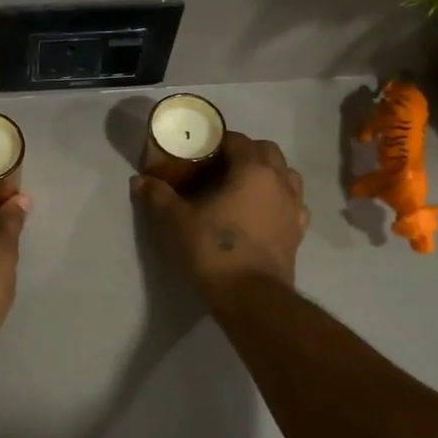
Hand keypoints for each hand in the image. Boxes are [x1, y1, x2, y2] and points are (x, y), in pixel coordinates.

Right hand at [131, 132, 308, 306]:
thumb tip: (139, 180)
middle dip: (244, 152)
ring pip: (286, 175)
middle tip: (218, 167)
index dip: (216, 141)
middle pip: (266, 151)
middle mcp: (280, 181)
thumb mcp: (176, 221)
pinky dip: (278, 200)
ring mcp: (294, 207)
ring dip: (267, 173)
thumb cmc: (213, 249)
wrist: (251, 297)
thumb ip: (158, 196)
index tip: (197, 151)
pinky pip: (293, 204)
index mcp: (253, 169)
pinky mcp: (298, 233)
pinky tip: (261, 212)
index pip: (237, 140)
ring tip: (242, 187)